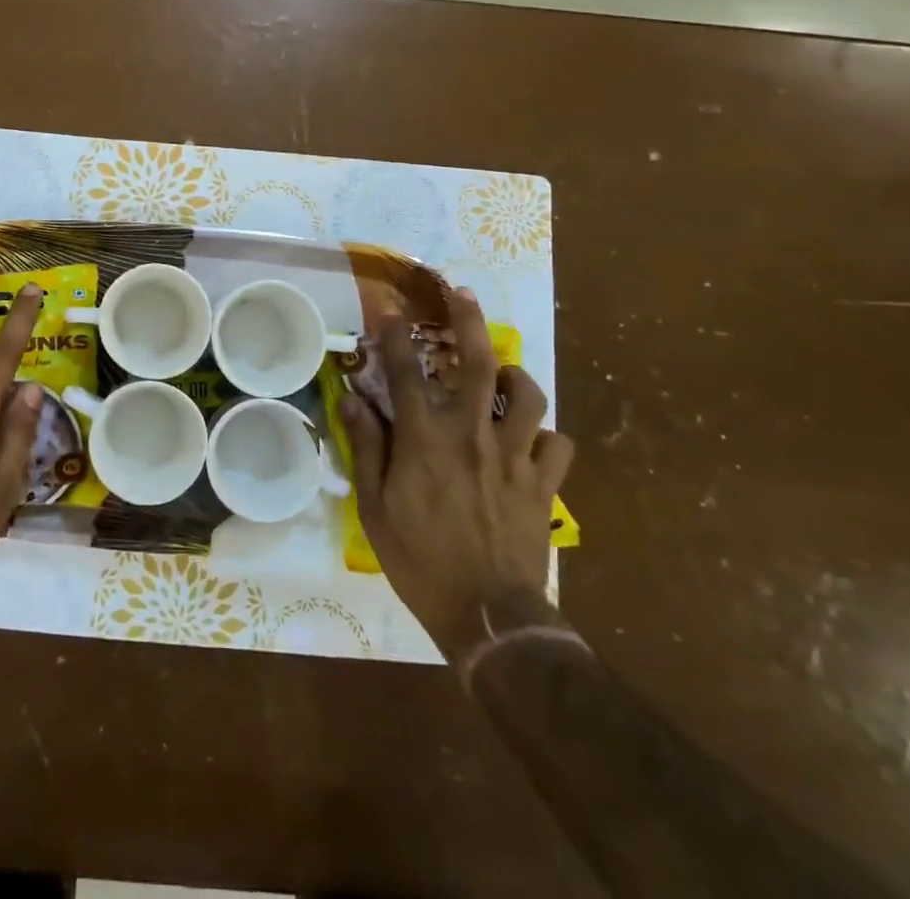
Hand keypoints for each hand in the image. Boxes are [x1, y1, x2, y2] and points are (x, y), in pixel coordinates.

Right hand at [341, 286, 573, 662]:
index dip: (395, 335)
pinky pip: (557, 444)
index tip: (388, 308)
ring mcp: (514, 456)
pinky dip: (545, 435)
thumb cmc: (419, 560)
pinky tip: (532, 439)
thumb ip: (367, 447)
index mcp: (425, 439)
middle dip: (469, 320)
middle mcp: (472, 434)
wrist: (489, 616)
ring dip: (515, 376)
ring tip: (504, 375)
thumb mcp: (374, 507)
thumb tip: (352, 400)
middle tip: (462, 294)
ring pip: (528, 395)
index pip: (406, 372)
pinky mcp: (544, 484)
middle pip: (478, 362)